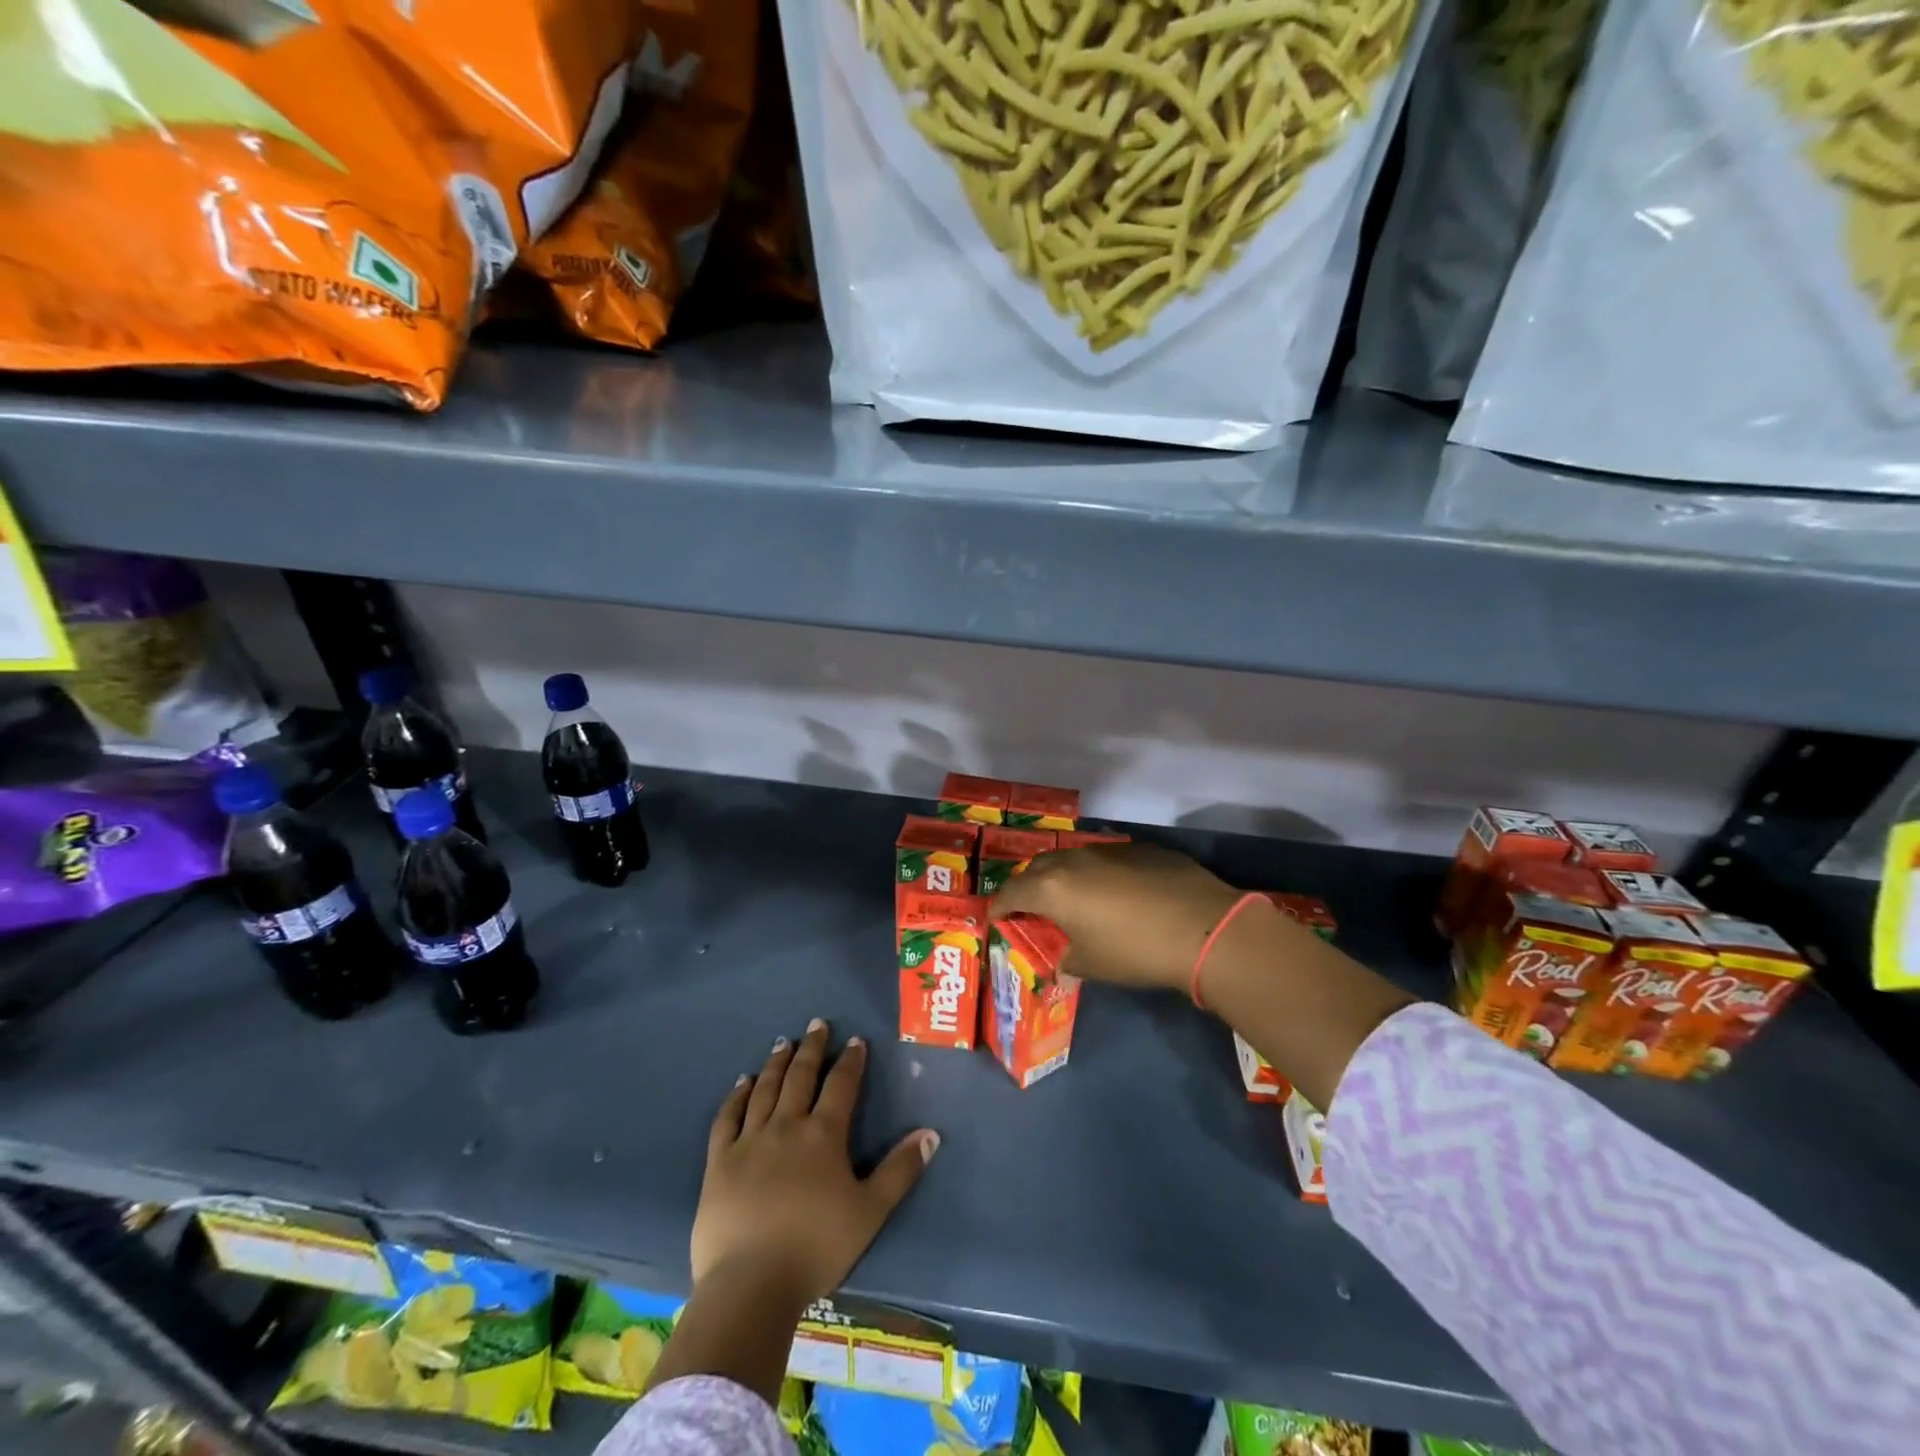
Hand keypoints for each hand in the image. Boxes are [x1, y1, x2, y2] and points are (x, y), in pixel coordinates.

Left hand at [693, 1018, 938, 1305]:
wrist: (751, 1284)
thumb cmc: (816, 1248)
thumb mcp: (870, 1212)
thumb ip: (900, 1171)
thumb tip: (931, 1133)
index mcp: (823, 1135)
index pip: (841, 1085)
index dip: (850, 1061)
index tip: (854, 1041)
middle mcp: (786, 1126)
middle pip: (801, 1076)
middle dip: (812, 1048)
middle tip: (817, 1024)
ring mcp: (749, 1140)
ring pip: (765, 1089)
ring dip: (776, 1063)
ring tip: (783, 1042)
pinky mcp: (719, 1161)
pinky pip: (728, 1117)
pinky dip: (737, 1096)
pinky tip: (743, 1082)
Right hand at [989, 842, 1246, 992]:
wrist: (1203, 927)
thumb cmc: (1135, 951)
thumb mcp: (1092, 965)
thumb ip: (1068, 960)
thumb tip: (1063, 963)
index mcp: (1053, 888)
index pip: (1011, 892)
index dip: (999, 906)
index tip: (996, 917)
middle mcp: (1074, 860)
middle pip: (1038, 868)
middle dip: (1029, 886)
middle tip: (1031, 907)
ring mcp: (1108, 850)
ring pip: (1073, 858)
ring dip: (1064, 876)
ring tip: (1071, 898)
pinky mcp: (1140, 849)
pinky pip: (1106, 859)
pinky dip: (1098, 874)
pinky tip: (1116, 893)